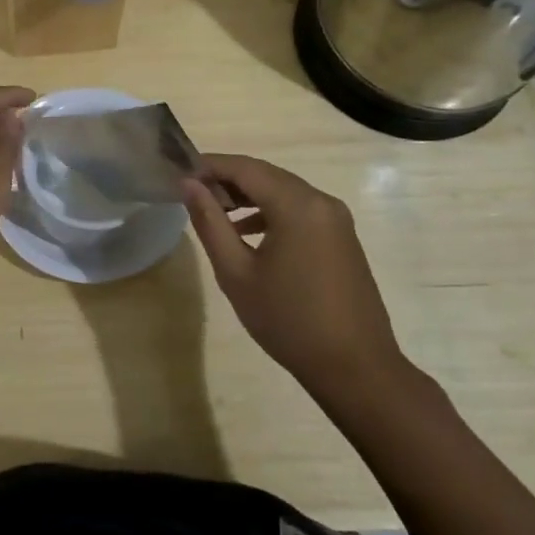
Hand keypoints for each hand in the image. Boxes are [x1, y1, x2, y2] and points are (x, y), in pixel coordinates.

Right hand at [182, 154, 412, 404]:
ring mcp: (336, 219)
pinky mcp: (342, 238)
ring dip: (248, 196)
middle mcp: (321, 201)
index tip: (178, 173)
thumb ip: (210, 222)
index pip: (245, 168)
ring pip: (284, 191)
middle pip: (266, 175)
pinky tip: (248, 232)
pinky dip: (271, 211)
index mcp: (297, 205)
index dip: (210, 165)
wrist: (356, 369)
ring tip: (214, 212)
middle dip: (228, 179)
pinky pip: (300, 210)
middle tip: (192, 192)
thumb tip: (188, 184)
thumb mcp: (236, 273)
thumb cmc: (288, 320)